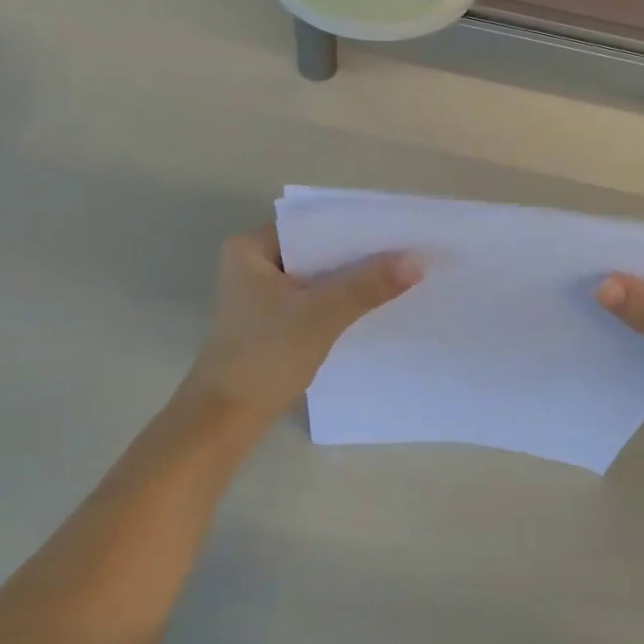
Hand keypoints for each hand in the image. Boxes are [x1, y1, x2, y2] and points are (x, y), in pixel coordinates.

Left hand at [186, 226, 419, 420]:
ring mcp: (262, 294)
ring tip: (400, 274)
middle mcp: (253, 264)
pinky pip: (315, 299)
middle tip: (407, 251)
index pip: (312, 224)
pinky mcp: (273, 321)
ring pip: (318, 276)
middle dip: (358, 254)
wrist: (226, 418)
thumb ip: (367, 285)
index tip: (398, 229)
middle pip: (317, 250)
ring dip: (352, 279)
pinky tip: (373, 304)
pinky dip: (340, 301)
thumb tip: (416, 261)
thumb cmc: (265, 356)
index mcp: (251, 248)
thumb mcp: (321, 315)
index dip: (355, 226)